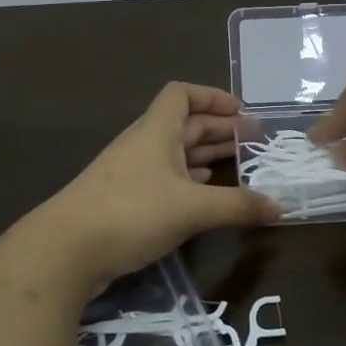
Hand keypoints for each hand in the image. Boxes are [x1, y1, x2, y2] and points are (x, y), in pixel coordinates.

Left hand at [34, 82, 280, 291]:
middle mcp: (143, 145)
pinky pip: (164, 180)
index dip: (212, 96)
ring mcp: (131, 174)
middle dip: (219, 129)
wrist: (64, 251)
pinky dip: (188, 182)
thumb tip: (281, 208)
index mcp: (156, 131)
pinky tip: (205, 194)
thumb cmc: (131, 213)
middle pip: (184, 124)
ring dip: (205, 156)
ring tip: (238, 166)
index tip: (241, 111)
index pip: (181, 94)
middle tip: (254, 141)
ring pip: (175, 154)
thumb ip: (238, 206)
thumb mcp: (192, 208)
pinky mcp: (124, 202)